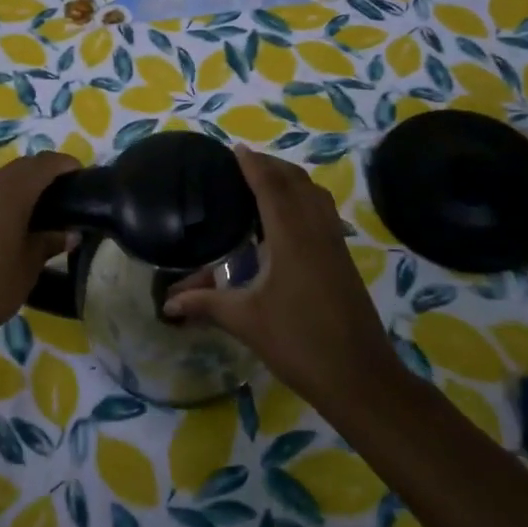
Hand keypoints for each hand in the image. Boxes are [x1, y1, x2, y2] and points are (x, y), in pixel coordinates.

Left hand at [0, 150, 78, 346]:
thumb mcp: (27, 268)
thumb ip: (49, 243)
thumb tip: (70, 232)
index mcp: (8, 196)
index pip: (42, 165)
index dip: (64, 163)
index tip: (81, 172)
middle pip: (19, 168)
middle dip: (43, 171)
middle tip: (64, 190)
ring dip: (20, 187)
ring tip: (39, 210)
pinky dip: (0, 203)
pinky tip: (7, 228)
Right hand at [165, 147, 403, 410]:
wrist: (361, 377)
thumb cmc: (299, 343)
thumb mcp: (246, 321)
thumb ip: (205, 305)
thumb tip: (166, 303)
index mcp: (291, 237)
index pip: (270, 186)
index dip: (252, 164)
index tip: (235, 149)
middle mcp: (316, 230)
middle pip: (296, 182)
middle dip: (271, 166)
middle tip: (243, 163)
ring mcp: (335, 244)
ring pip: (315, 194)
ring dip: (291, 180)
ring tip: (265, 182)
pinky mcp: (343, 259)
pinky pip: (323, 212)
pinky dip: (304, 199)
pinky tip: (288, 219)